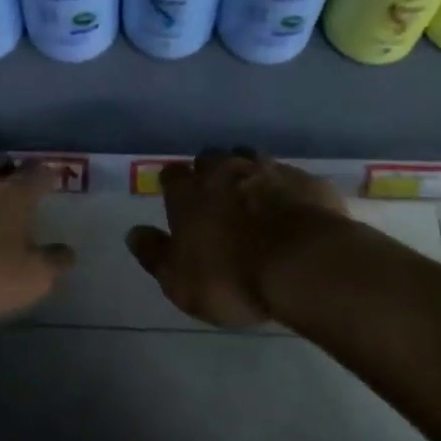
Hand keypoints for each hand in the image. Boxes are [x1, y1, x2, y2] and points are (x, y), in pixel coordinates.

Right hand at [126, 148, 346, 326]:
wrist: (306, 265)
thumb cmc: (233, 278)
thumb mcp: (180, 282)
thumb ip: (154, 254)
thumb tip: (133, 233)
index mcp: (191, 192)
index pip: (173, 175)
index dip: (174, 185)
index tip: (178, 199)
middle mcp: (227, 171)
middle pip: (212, 158)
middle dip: (211, 173)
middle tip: (217, 199)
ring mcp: (270, 170)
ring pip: (251, 159)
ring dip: (249, 174)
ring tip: (254, 199)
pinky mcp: (307, 181)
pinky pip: (291, 179)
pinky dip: (287, 191)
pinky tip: (294, 211)